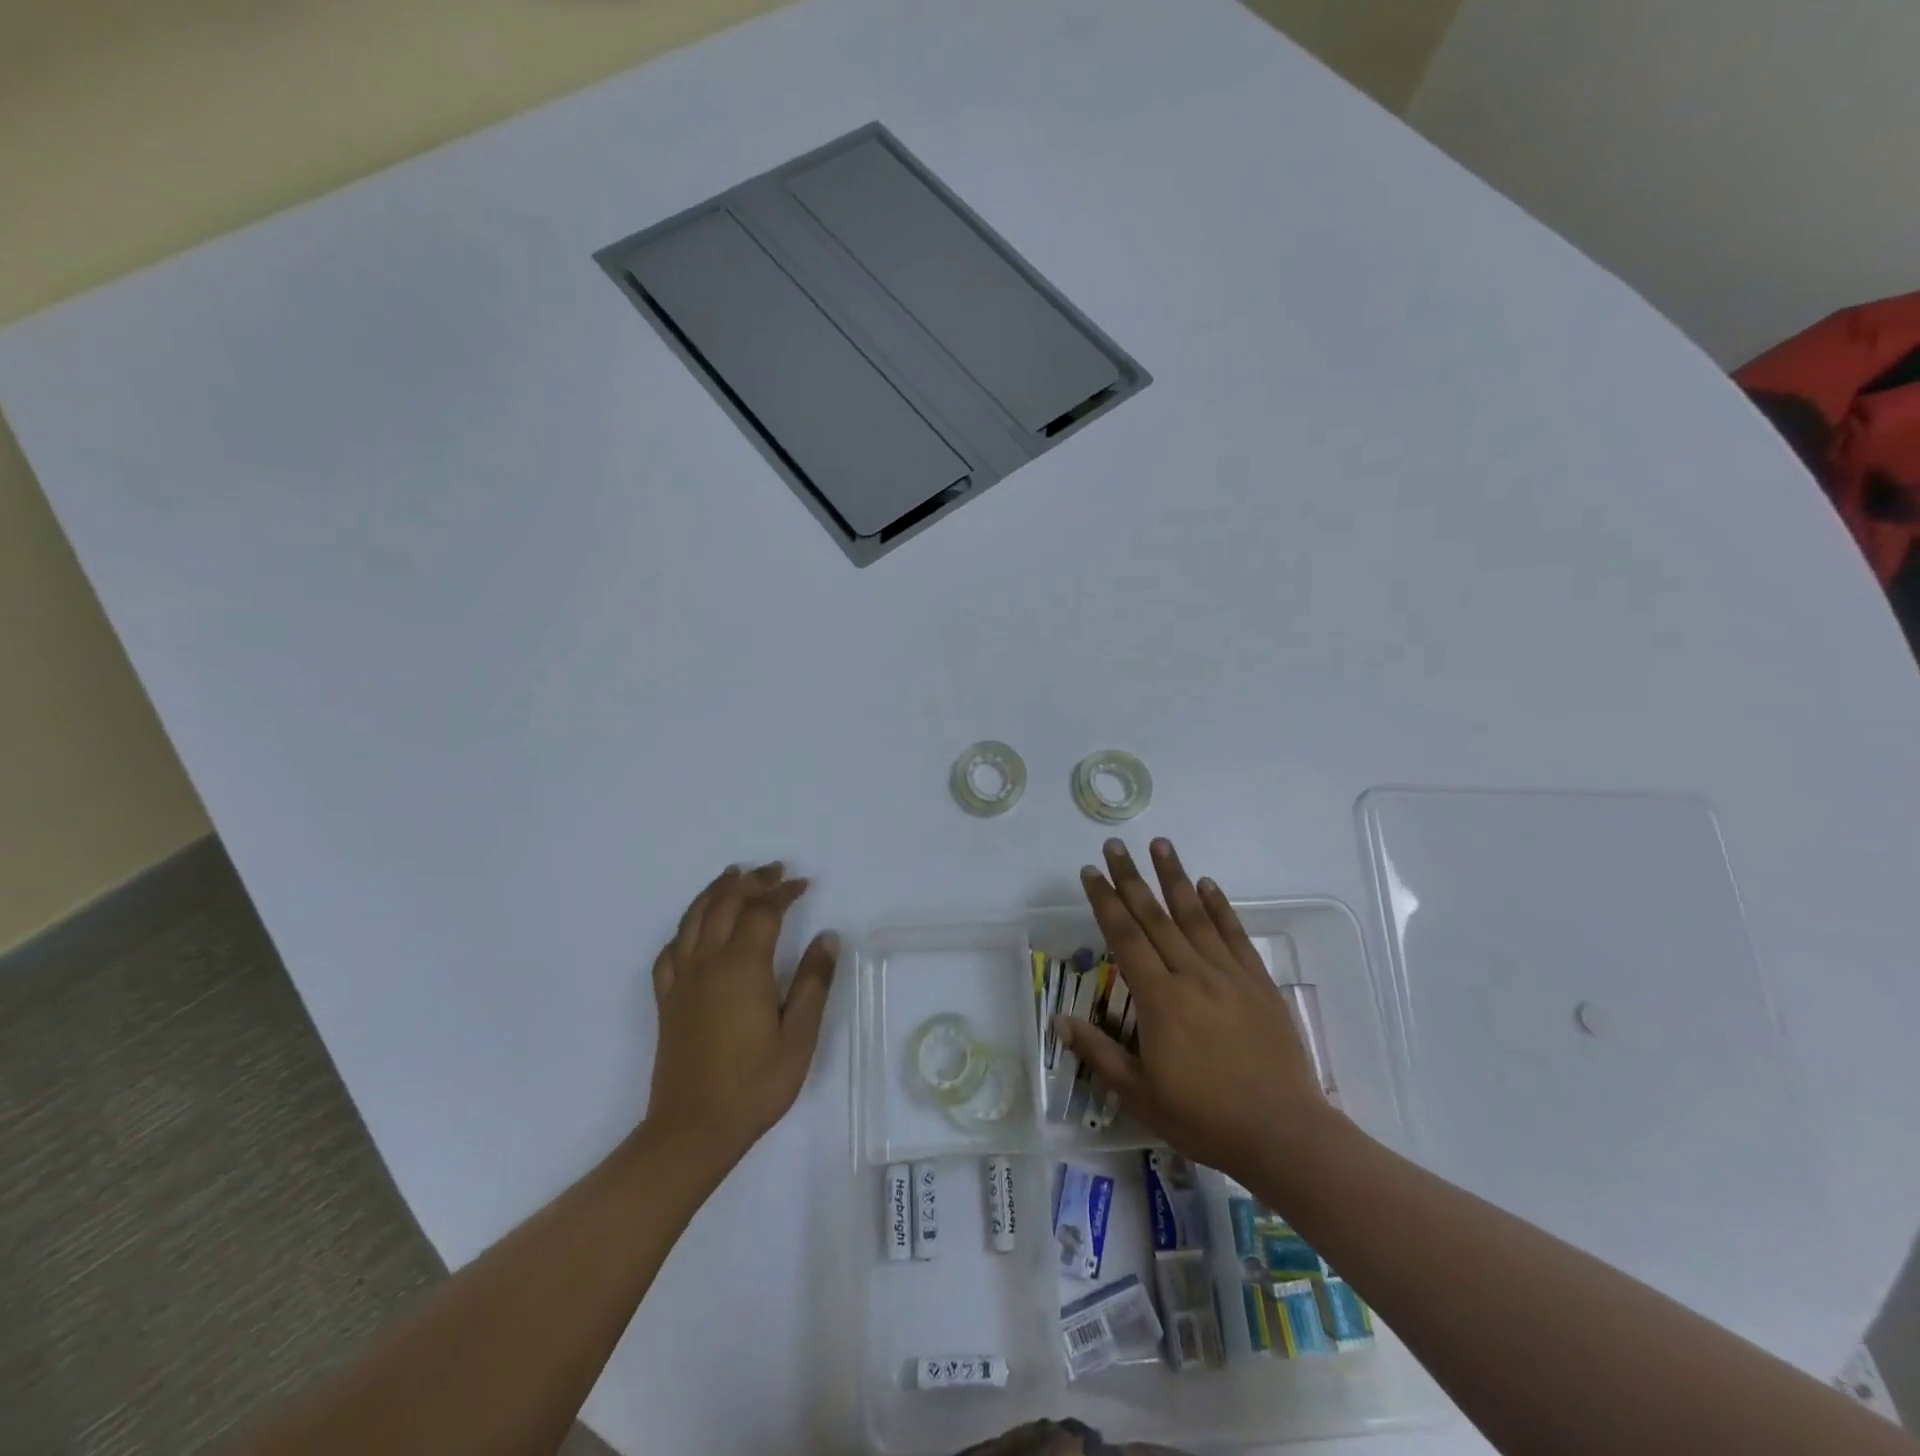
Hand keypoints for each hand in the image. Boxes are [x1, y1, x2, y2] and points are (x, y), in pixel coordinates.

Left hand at [645, 863, 837, 1164]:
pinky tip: (692, 931)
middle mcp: (708, 963)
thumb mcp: (799, 1035)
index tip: (803, 883)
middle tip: (774, 870)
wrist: (693, 1130)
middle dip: (752, 881)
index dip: (783, 891)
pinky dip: (684, 929)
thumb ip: (813, 982)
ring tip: (732, 876)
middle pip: (726, 904)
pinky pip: (670, 951)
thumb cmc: (755, 1084)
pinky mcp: (667, 1001)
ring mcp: (682, 980)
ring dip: (715, 892)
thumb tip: (827, 937)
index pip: (763, 911)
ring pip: (693, 918)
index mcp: (743, 967)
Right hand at [1060, 838, 1330, 1182]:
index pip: (1125, 937)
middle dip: (1131, 878)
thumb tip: (1061, 1022)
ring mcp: (1229, 975)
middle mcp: (1192, 975)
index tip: (1091, 872)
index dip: (1105, 901)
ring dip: (1175, 877)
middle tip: (1115, 844)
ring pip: (1195, 916)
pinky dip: (1220, 907)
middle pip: (1155, 916)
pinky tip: (1208, 885)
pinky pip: (1235, 935)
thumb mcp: (1141, 1095)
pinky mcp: (1259, 983)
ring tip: (1160, 844)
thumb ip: (1100, 1054)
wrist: (1284, 1134)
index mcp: (1160, 1000)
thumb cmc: (1205, 1118)